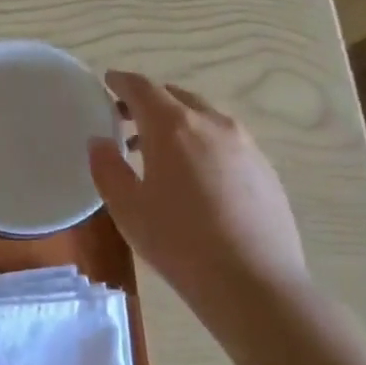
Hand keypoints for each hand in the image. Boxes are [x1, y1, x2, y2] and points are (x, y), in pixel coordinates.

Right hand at [88, 71, 308, 309]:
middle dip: (149, 102)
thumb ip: (107, 168)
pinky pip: (225, 140)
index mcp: (174, 126)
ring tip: (157, 152)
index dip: (121, 82)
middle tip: (126, 119)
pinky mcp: (265, 168)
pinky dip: (202, 142)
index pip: (142, 87)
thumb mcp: (127, 208)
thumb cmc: (179, 242)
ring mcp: (245, 144)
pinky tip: (195, 176)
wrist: (254, 283)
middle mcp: (212, 123)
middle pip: (175, 96)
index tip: (107, 82)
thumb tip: (100, 142)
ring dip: (177, 122)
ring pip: (204, 117)